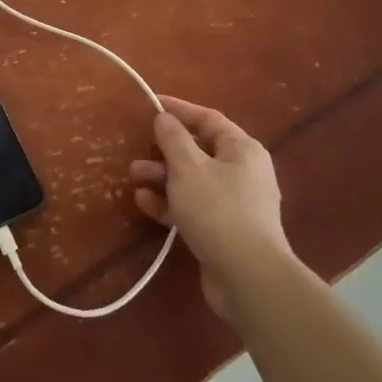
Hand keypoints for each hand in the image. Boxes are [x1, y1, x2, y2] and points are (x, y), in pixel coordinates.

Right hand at [128, 97, 300, 319]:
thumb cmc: (218, 211)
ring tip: (133, 176)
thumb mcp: (188, 168)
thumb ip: (173, 138)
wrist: (248, 277)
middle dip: (164, 150)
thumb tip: (165, 117)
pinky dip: (169, 203)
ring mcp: (234, 203)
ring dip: (162, 177)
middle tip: (137, 148)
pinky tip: (144, 203)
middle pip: (198, 150)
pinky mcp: (223, 229)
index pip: (208, 119)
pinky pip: (192, 206)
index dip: (179, 109)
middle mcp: (242, 171)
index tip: (151, 104)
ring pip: (192, 180)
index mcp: (241, 149)